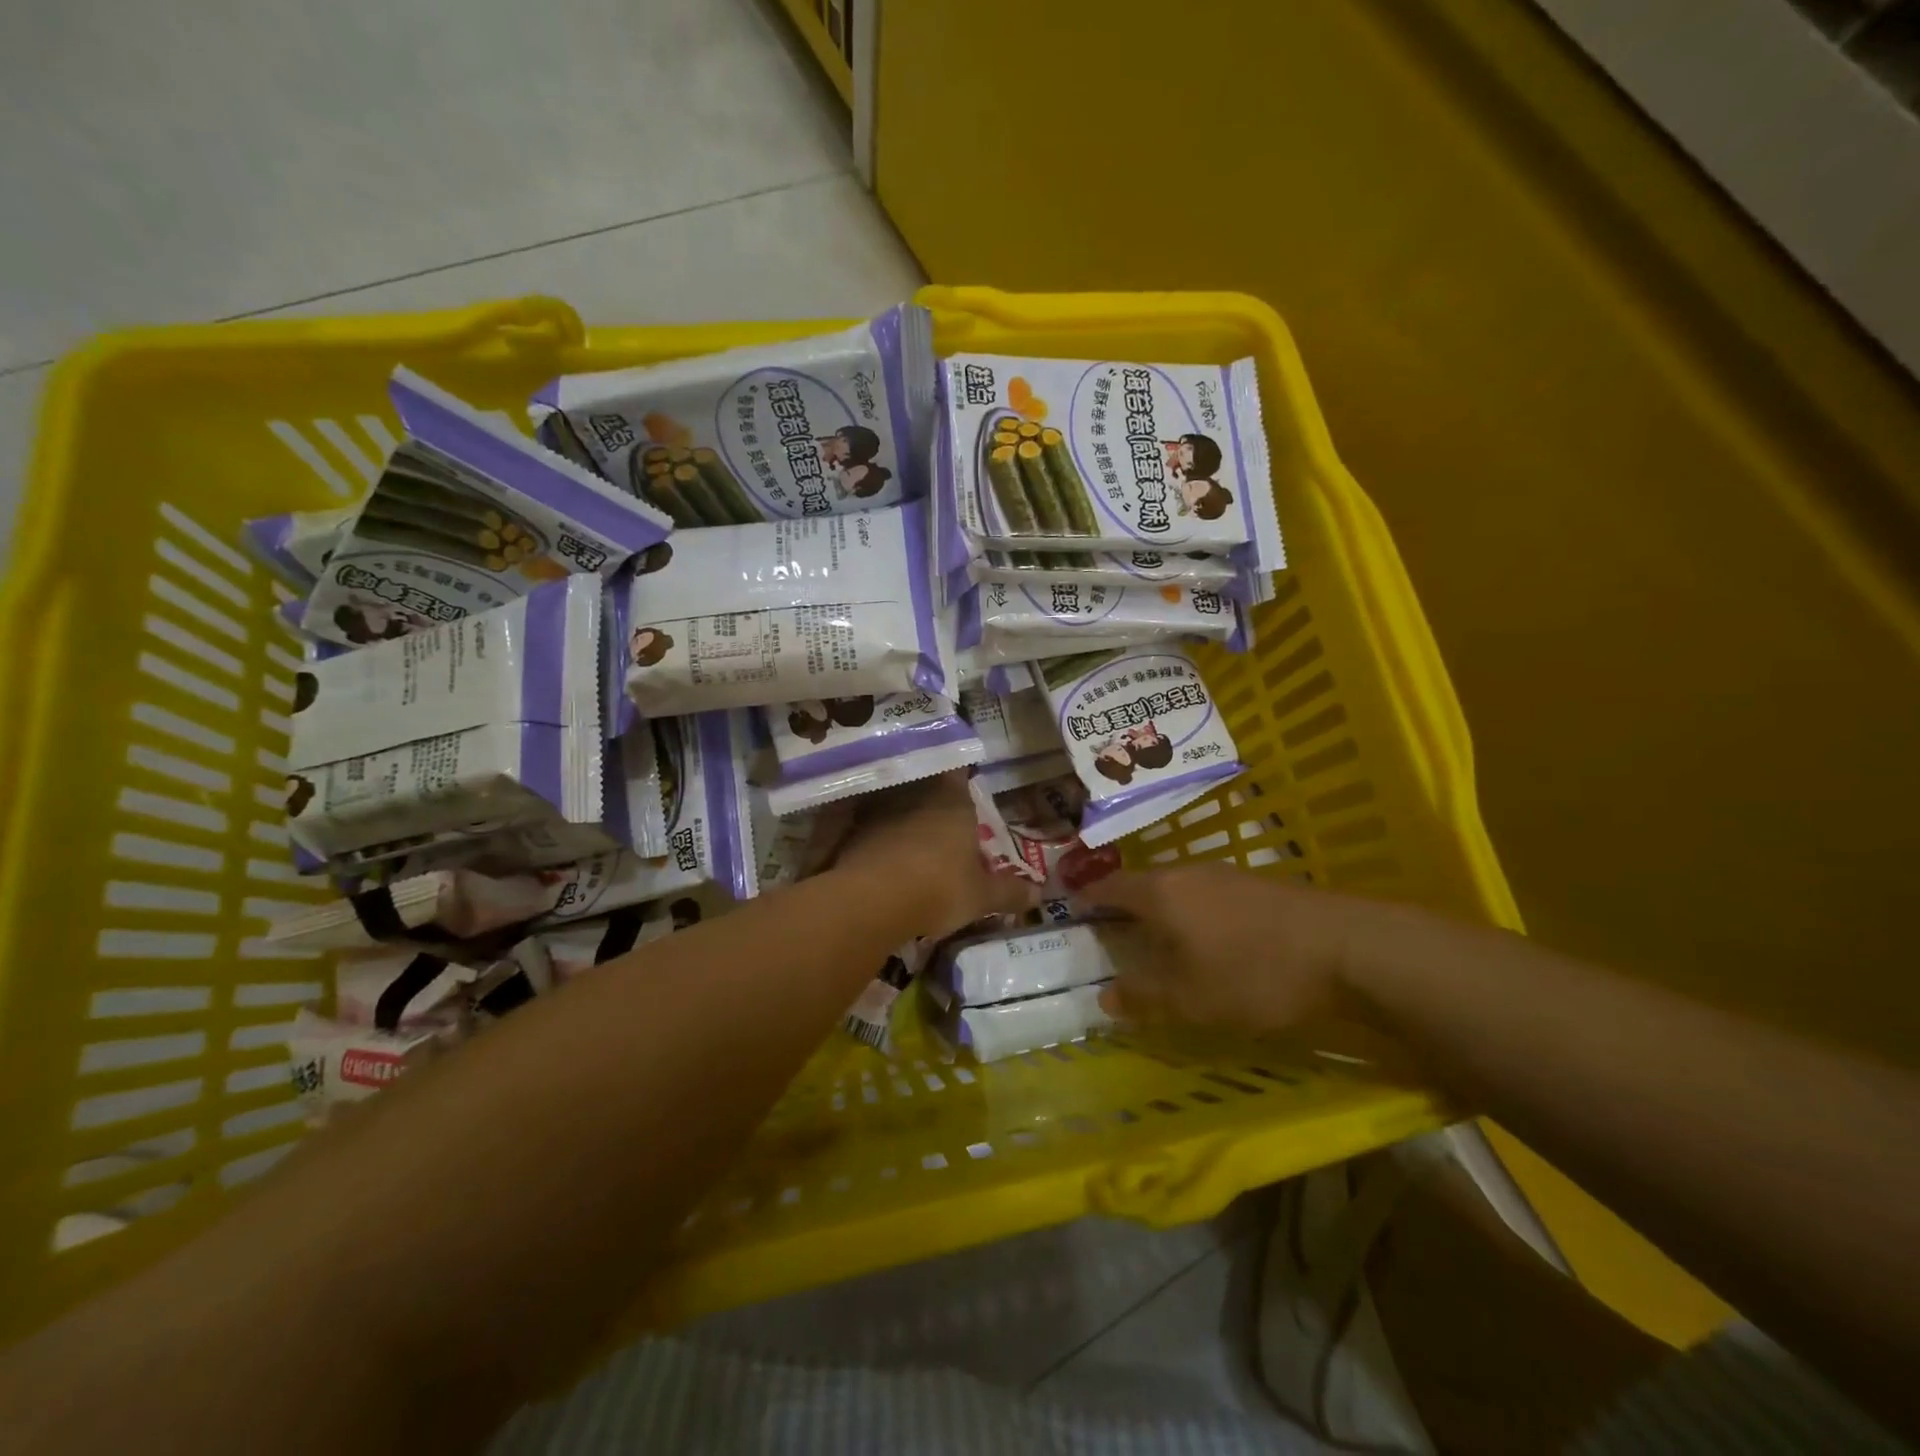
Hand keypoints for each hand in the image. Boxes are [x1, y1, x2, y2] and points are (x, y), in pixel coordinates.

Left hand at [815, 773, 1031, 937]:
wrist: (874, 899)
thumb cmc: (940, 887)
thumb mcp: (982, 896)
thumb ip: (1009, 892)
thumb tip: (1038, 894)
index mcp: (953, 798)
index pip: (958, 770)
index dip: (961, 772)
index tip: (963, 779)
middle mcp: (915, 792)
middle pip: (924, 784)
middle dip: (931, 796)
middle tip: (940, 815)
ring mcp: (879, 809)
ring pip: (895, 802)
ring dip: (901, 815)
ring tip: (910, 835)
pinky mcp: (852, 830)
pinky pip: (870, 826)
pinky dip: (877, 835)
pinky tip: (883, 855)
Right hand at [1075, 865, 1361, 1030]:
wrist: (1347, 948)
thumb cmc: (1255, 972)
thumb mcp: (1192, 998)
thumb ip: (1144, 997)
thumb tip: (1105, 998)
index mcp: (1161, 893)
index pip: (1109, 887)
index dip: (1087, 899)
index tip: (1071, 913)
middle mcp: (1187, 873)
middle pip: (1142, 885)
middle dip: (1123, 909)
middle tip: (1112, 938)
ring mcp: (1225, 875)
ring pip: (1177, 890)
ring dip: (1161, 913)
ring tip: (1157, 944)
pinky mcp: (1257, 885)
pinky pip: (1206, 895)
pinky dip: (1192, 915)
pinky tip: (1208, 941)